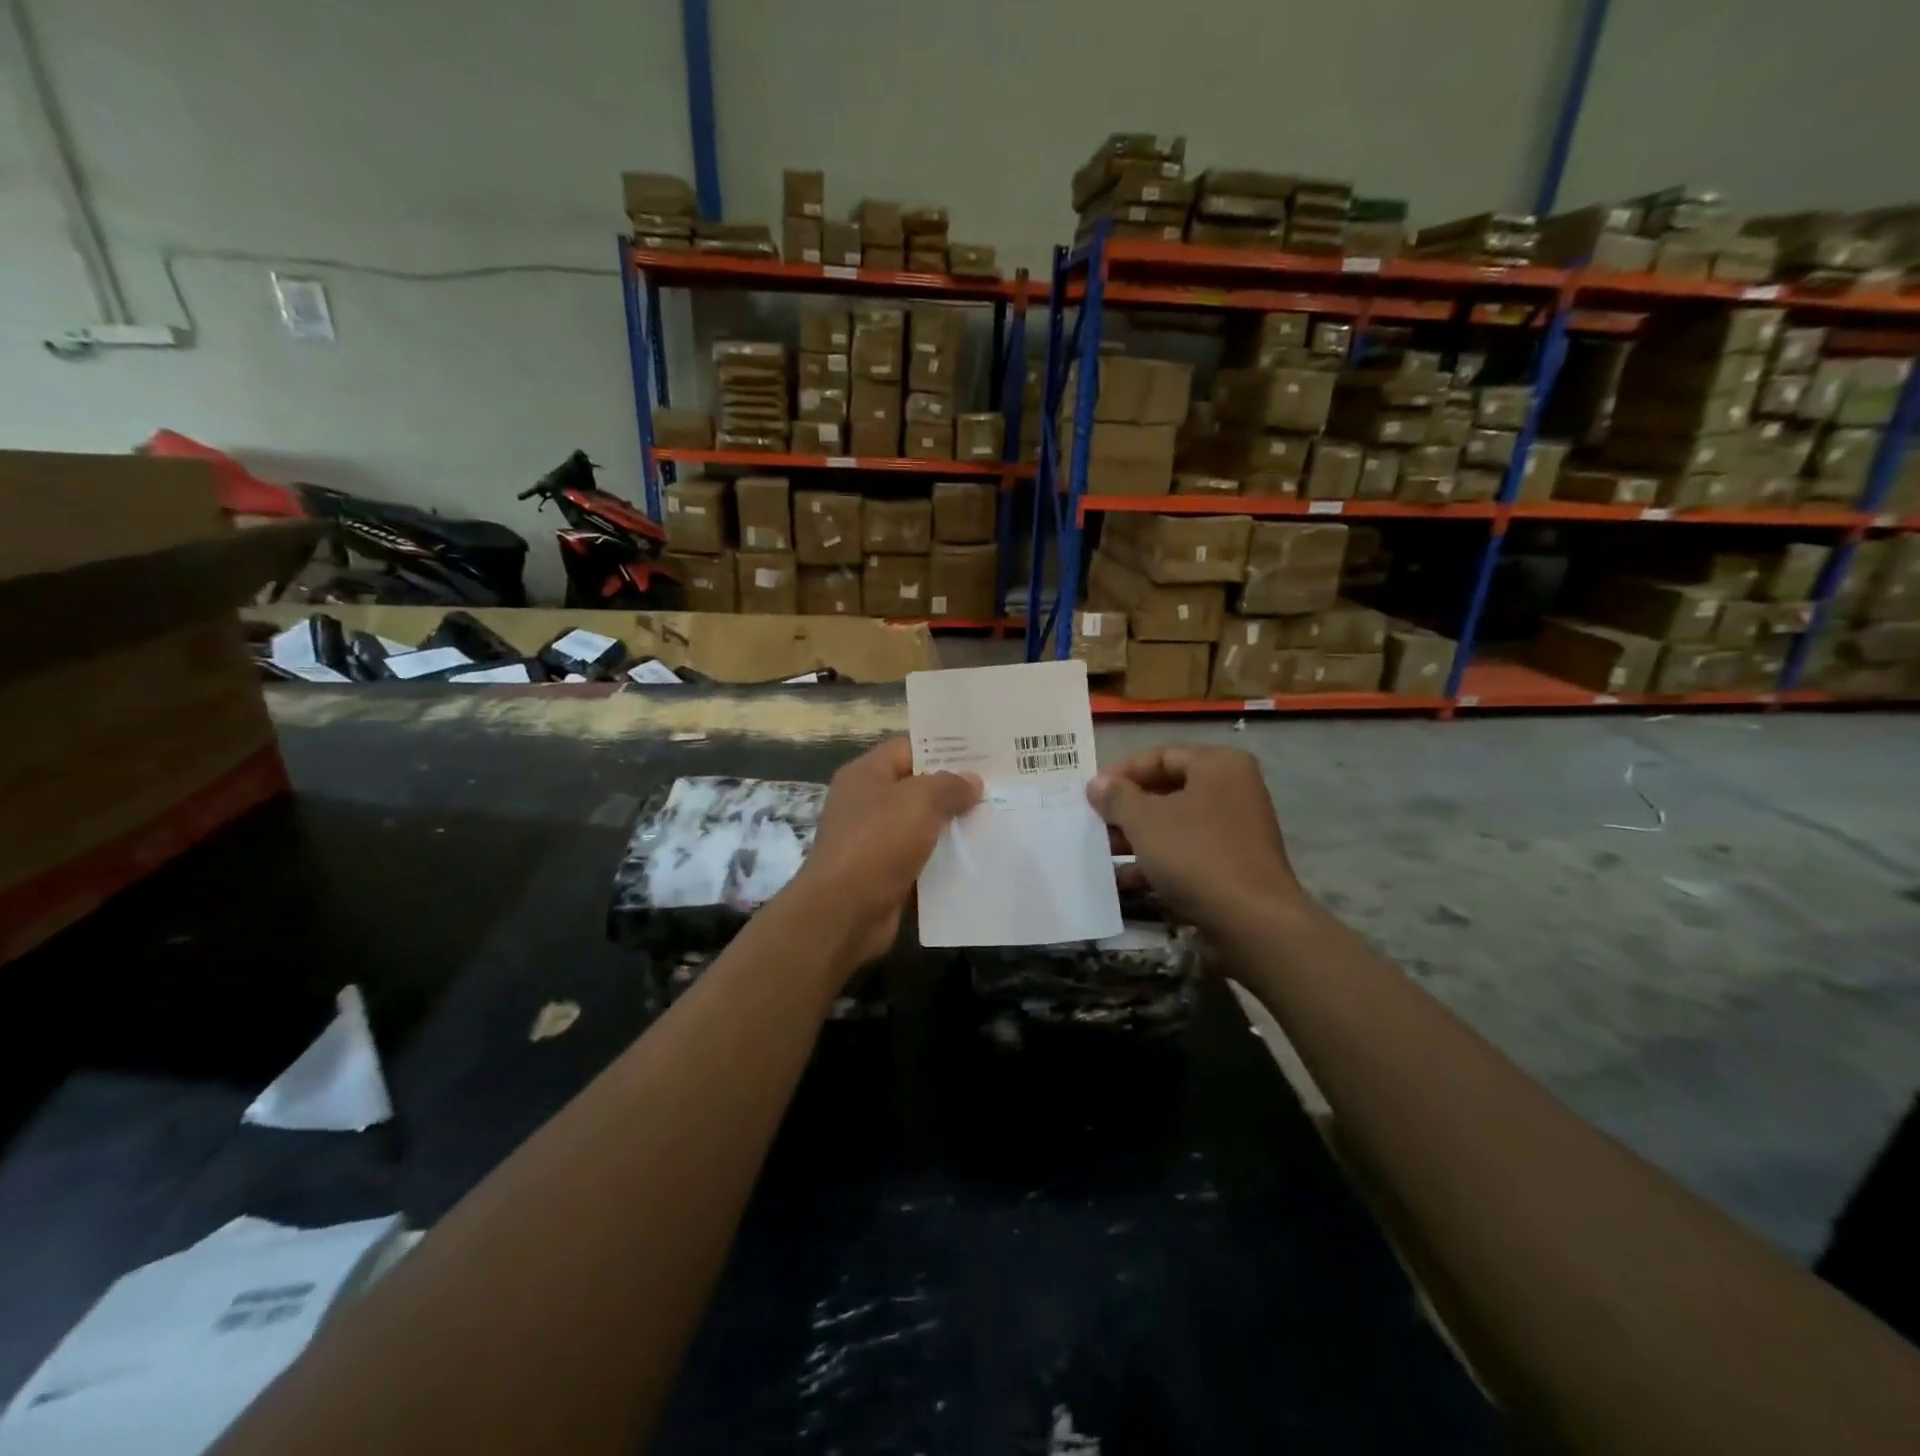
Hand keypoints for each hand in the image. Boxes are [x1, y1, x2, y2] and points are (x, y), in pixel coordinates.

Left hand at [786, 737, 981, 968]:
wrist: (844, 912)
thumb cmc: (878, 843)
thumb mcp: (920, 801)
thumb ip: (950, 785)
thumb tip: (972, 781)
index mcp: (866, 775)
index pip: (909, 748)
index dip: (943, 748)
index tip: (982, 754)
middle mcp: (867, 803)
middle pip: (917, 788)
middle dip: (955, 790)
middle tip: (998, 788)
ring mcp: (875, 841)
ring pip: (923, 826)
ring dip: (954, 828)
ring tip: (997, 821)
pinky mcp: (886, 875)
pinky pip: (922, 860)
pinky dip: (945, 861)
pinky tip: (979, 859)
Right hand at [1087, 746, 1305, 929]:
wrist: (1251, 921)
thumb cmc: (1196, 855)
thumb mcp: (1145, 820)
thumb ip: (1117, 797)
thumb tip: (1097, 784)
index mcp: (1218, 766)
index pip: (1159, 757)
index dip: (1120, 774)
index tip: (1090, 795)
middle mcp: (1232, 790)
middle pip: (1166, 791)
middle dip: (1126, 809)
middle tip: (1093, 824)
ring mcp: (1235, 830)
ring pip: (1174, 825)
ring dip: (1136, 838)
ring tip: (1102, 853)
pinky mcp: (1232, 865)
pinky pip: (1186, 853)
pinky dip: (1156, 862)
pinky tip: (1123, 880)